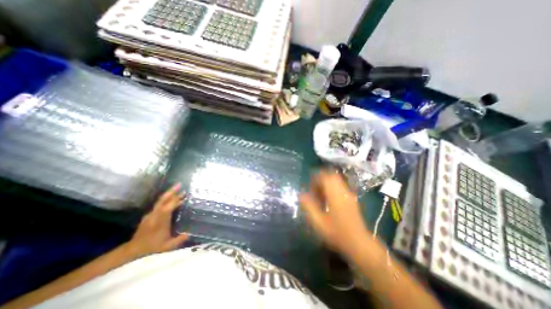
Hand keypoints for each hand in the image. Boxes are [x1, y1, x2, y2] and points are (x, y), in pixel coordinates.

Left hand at [125, 184, 189, 258]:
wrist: (133, 249)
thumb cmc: (152, 247)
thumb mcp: (167, 246)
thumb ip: (179, 240)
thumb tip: (189, 233)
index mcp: (160, 221)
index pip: (168, 207)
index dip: (176, 200)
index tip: (184, 194)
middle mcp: (155, 215)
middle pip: (163, 200)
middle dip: (171, 191)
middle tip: (179, 184)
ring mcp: (151, 214)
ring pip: (160, 201)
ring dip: (169, 194)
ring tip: (178, 189)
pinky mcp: (149, 215)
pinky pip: (159, 205)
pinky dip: (166, 200)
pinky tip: (172, 200)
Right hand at [300, 172, 371, 255]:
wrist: (359, 244)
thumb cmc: (337, 233)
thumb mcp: (319, 222)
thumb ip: (309, 206)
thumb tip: (301, 195)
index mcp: (335, 194)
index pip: (326, 177)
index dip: (316, 178)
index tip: (310, 186)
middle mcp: (343, 191)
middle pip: (332, 176)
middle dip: (321, 179)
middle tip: (315, 189)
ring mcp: (349, 195)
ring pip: (337, 181)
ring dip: (327, 184)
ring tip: (321, 195)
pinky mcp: (352, 199)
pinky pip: (341, 187)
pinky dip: (333, 188)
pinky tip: (329, 200)